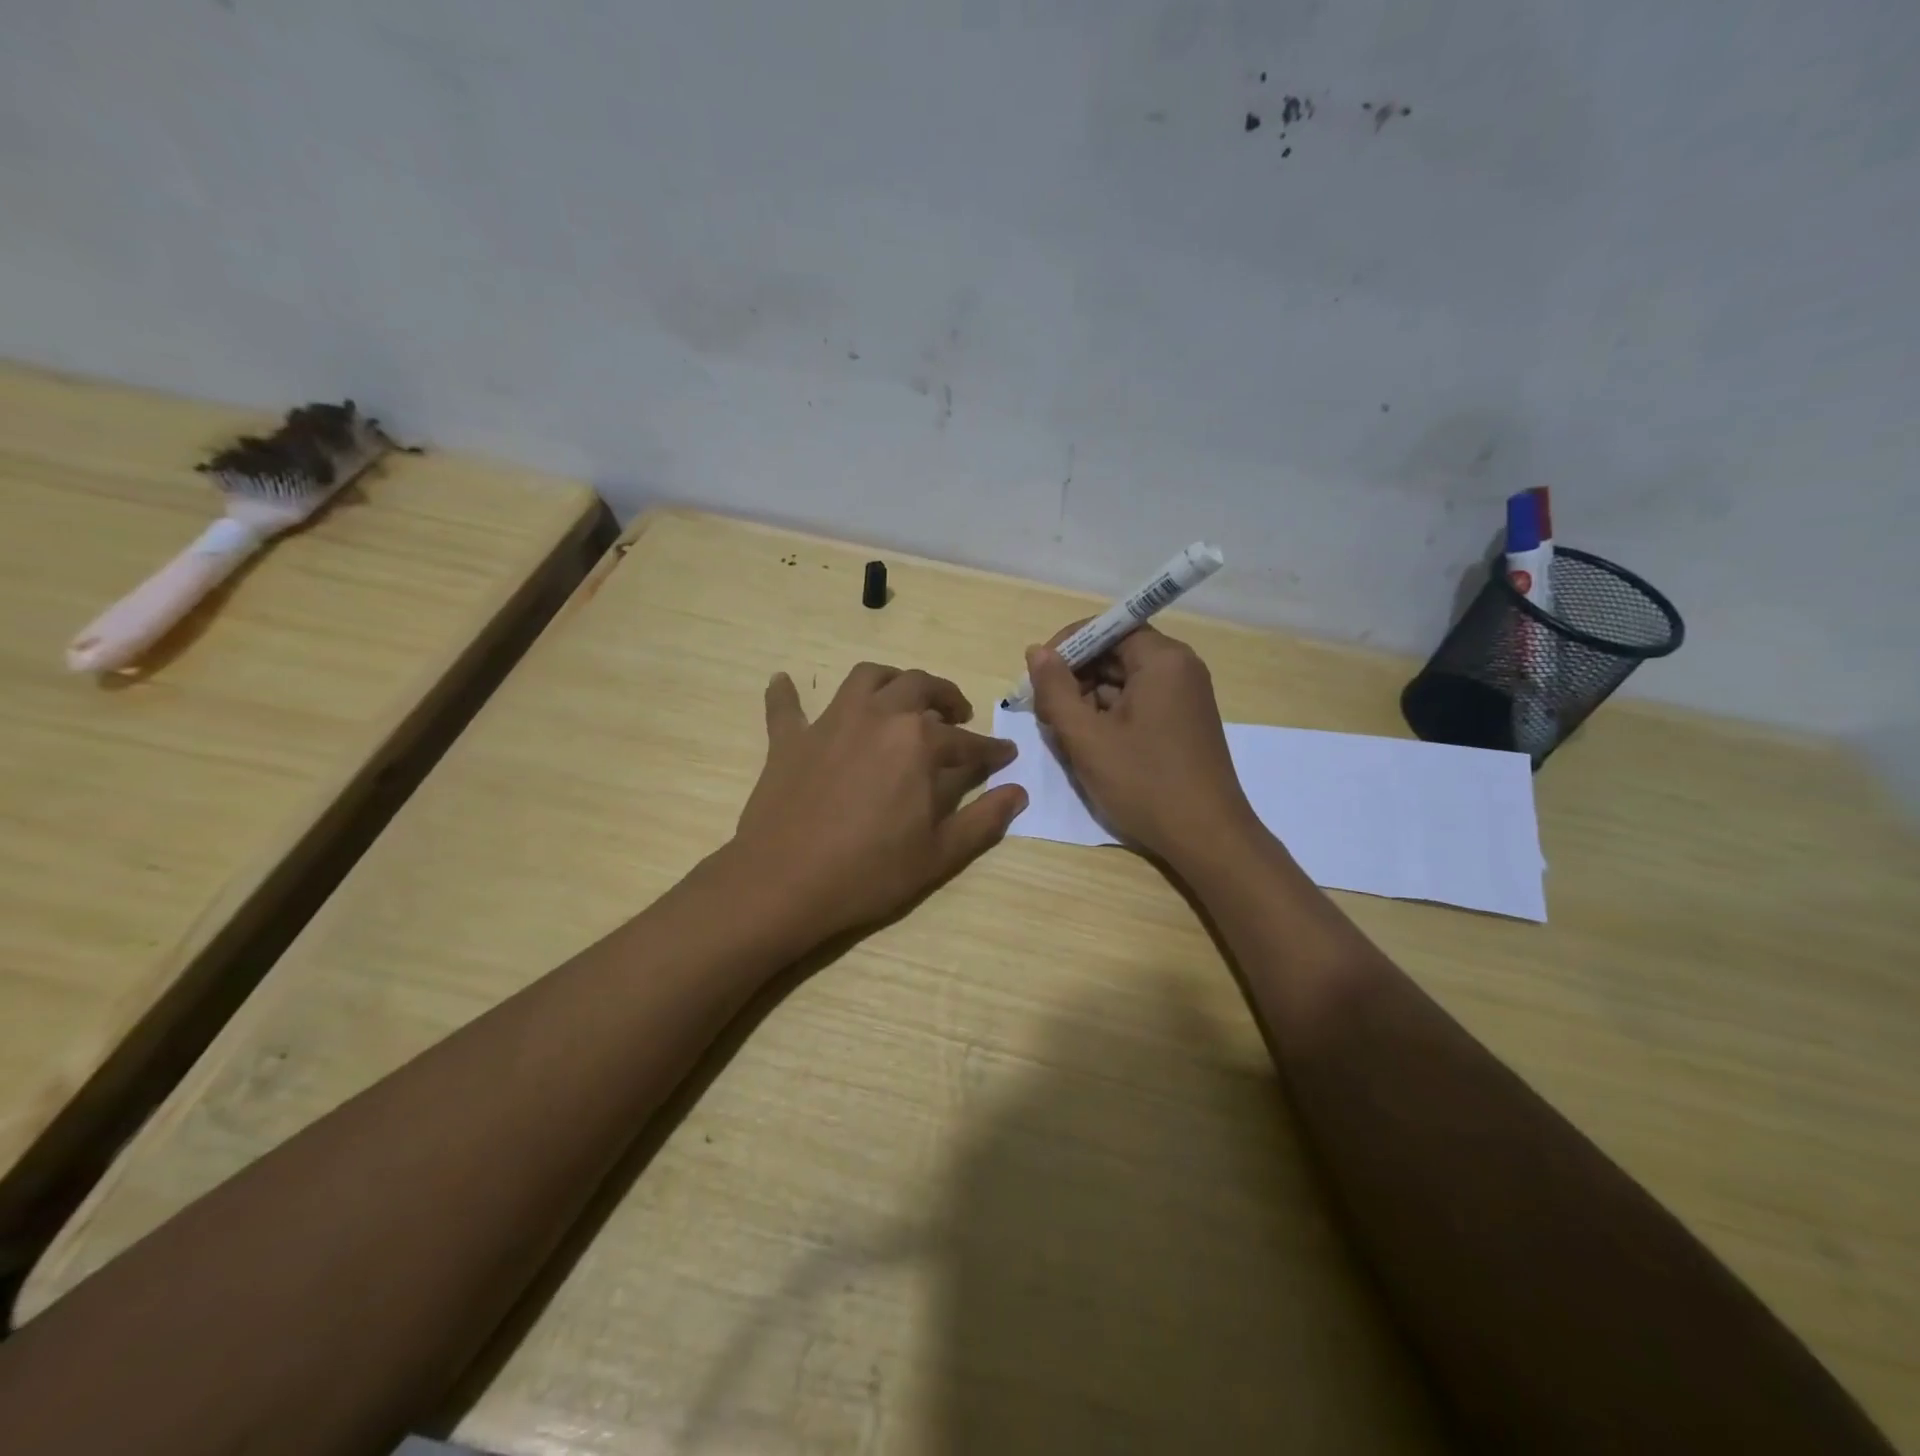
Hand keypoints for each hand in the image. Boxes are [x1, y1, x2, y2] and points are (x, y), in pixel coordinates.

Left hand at [732, 662, 1027, 942]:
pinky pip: (786, 707)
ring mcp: (830, 723)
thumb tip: (1018, 792)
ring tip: (900, 697)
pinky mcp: (789, 740)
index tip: (1005, 754)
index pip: (966, 741)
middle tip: (956, 715)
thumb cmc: (870, 872)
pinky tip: (784, 682)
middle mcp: (878, 717)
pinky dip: (787, 693)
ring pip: (865, 679)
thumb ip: (984, 820)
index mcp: (919, 742)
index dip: (991, 750)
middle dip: (945, 696)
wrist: (785, 883)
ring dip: (890, 680)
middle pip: (919, 687)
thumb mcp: (939, 854)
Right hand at [1025, 627, 1258, 864]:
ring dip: (1088, 700)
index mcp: (1163, 660)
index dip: (1068, 645)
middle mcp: (1180, 668)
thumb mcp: (1087, 737)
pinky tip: (1089, 745)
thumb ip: (1055, 689)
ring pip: (1124, 681)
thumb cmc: (1144, 783)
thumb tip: (1036, 652)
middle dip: (1075, 677)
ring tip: (1064, 734)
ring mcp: (1184, 697)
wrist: (1206, 838)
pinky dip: (1109, 716)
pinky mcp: (1183, 722)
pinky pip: (1138, 703)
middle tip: (1045, 711)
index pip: (1108, 627)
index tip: (1038, 674)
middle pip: (1115, 653)